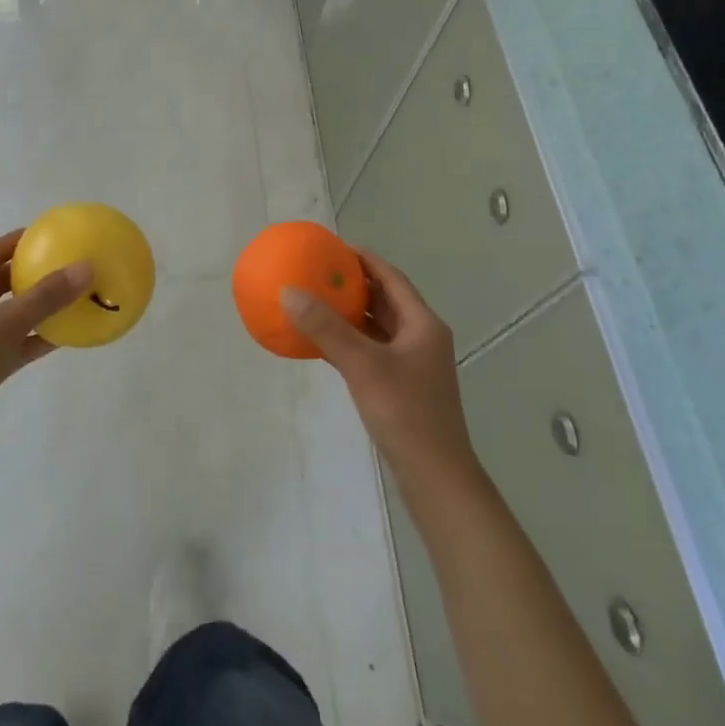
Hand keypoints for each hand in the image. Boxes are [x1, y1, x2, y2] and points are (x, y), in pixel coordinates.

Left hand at [0, 231, 89, 487]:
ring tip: (71, 297)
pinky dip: (35, 338)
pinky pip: (13, 343)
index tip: (50, 235)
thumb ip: (46, 296)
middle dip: (30, 273)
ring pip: (8, 314)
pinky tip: (65, 336)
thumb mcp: (5, 324)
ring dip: (36, 307)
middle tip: (65, 265)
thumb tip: (86, 267)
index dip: (18, 241)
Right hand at [282, 250, 477, 488]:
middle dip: (353, 284)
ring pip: (378, 327)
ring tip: (316, 300)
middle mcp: (421, 338)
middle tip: (319, 271)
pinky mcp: (401, 386)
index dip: (364, 259)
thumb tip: (288, 291)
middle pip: (385, 300)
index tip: (333, 247)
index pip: (391, 278)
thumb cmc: (406, 414)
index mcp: (422, 324)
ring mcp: (412, 364)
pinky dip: (349, 342)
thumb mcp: (363, 366)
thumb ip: (326, 328)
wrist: (436, 478)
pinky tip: (322, 343)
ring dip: (350, 313)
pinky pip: (371, 351)